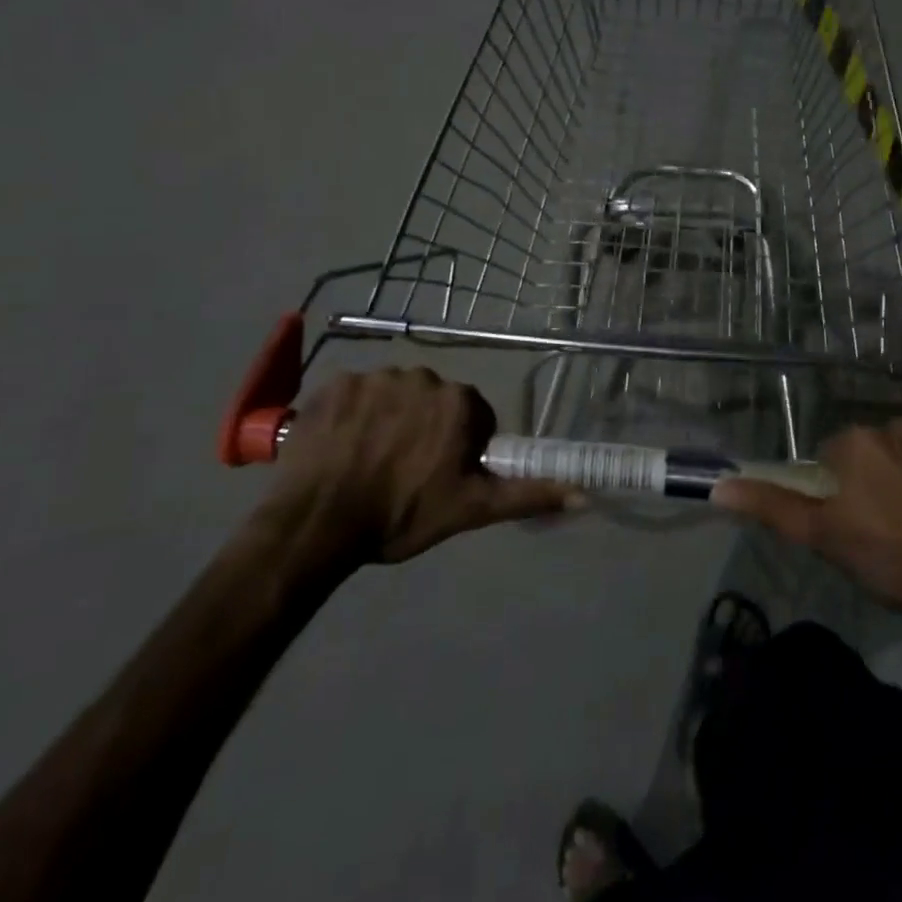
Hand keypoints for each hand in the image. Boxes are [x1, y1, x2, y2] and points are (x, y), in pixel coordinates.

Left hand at [261, 367, 579, 573]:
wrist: (317, 524)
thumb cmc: (402, 515)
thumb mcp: (471, 509)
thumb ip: (528, 495)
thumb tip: (585, 494)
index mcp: (459, 402)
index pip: (472, 417)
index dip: (458, 447)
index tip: (438, 476)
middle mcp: (423, 377)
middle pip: (432, 401)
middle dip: (424, 428)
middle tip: (403, 472)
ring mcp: (375, 377)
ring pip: (393, 395)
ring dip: (387, 419)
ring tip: (368, 461)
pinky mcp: (334, 384)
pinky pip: (354, 394)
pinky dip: (351, 415)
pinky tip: (340, 447)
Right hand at [712, 421, 901, 649]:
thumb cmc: (891, 561)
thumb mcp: (823, 538)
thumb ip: (772, 506)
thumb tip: (719, 486)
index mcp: (858, 441)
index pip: (836, 456)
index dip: (842, 491)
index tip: (858, 523)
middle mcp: (900, 425)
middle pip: (877, 450)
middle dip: (879, 478)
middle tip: (892, 526)